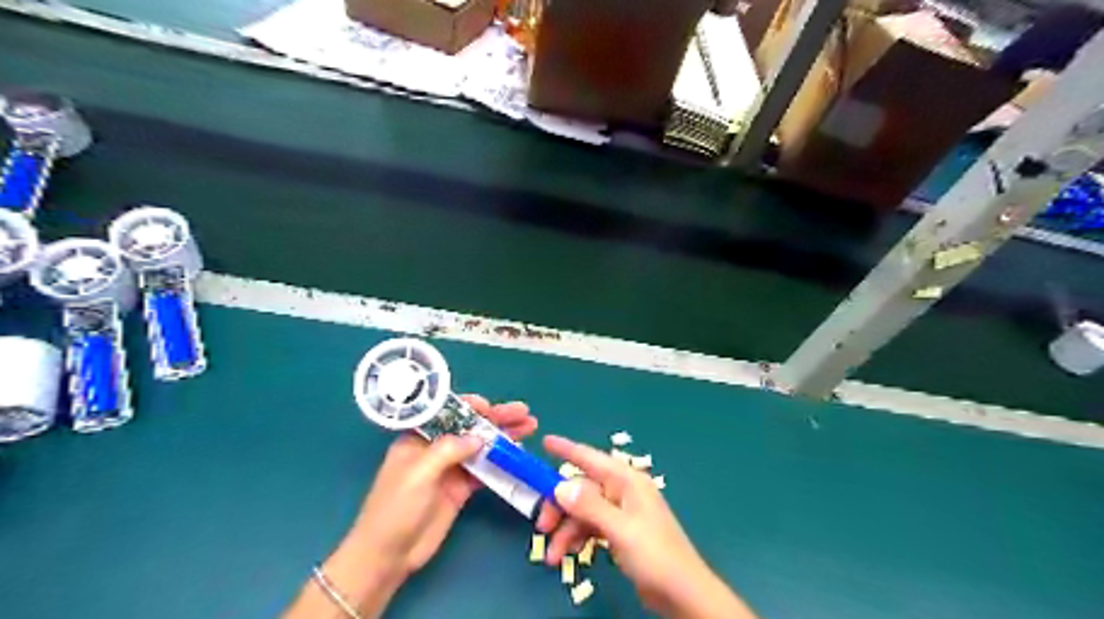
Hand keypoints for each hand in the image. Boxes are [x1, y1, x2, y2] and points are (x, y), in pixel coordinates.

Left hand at [287, 396, 536, 618]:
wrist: (388, 555)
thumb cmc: (395, 507)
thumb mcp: (419, 473)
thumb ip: (449, 450)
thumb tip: (480, 437)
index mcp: (419, 438)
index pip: (449, 414)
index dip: (471, 407)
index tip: (492, 407)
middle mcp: (437, 449)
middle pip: (471, 427)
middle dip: (497, 418)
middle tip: (524, 412)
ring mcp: (451, 469)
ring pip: (482, 446)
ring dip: (505, 436)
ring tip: (530, 426)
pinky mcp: (461, 489)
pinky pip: (485, 469)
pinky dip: (502, 461)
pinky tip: (519, 454)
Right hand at [536, 434, 760, 617]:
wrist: (682, 593)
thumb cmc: (655, 554)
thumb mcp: (620, 529)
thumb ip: (589, 506)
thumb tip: (560, 485)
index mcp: (627, 482)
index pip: (591, 458)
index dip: (567, 449)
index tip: (545, 442)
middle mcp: (622, 491)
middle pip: (581, 489)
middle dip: (559, 506)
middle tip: (542, 528)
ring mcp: (621, 512)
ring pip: (583, 511)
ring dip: (566, 530)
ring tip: (554, 556)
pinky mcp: (620, 532)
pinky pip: (591, 527)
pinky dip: (578, 538)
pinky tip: (569, 555)